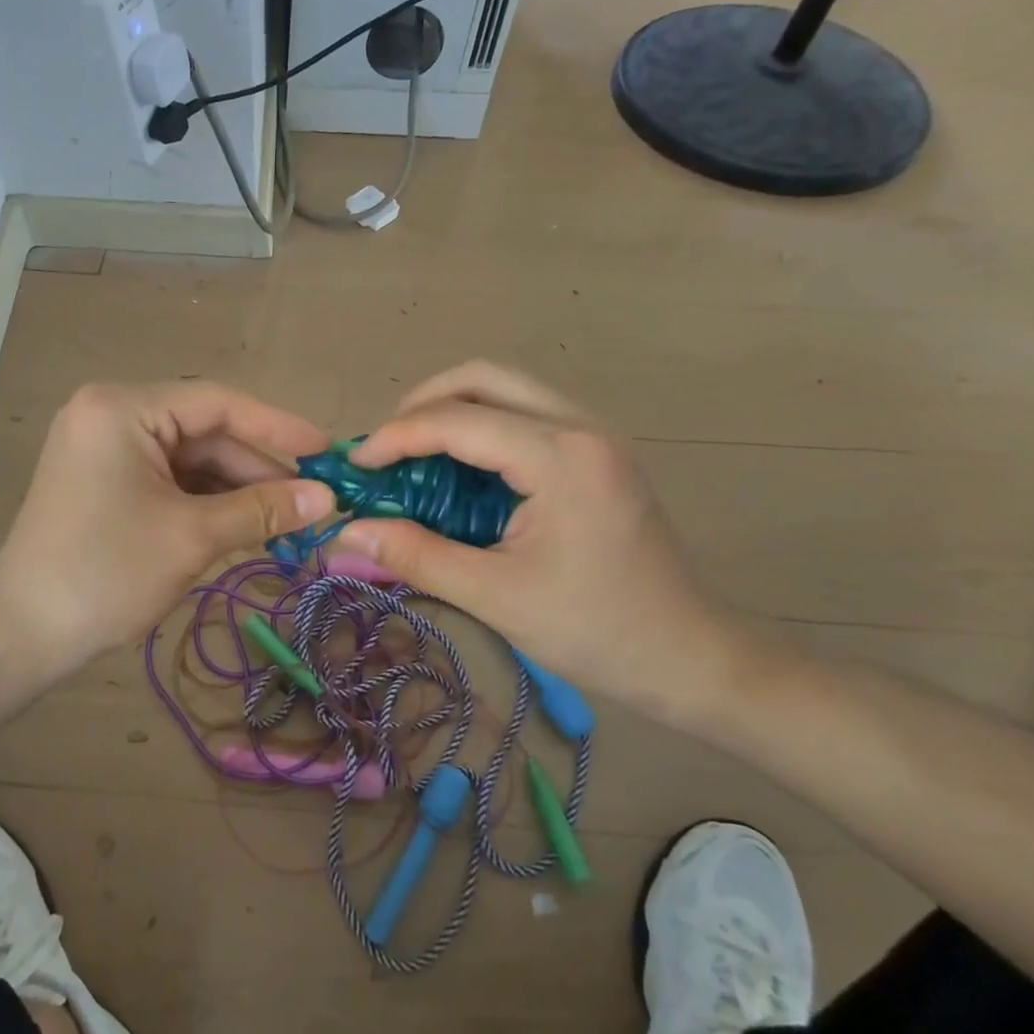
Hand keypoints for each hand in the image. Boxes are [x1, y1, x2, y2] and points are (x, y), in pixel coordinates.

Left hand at [0, 381, 333, 691]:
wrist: (23, 635)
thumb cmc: (106, 574)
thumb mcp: (192, 537)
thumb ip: (263, 510)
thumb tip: (327, 499)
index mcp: (123, 408)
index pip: (217, 402)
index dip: (277, 427)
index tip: (327, 452)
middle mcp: (111, 416)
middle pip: (205, 432)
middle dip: (258, 469)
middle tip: (314, 500)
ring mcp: (105, 449)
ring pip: (191, 460)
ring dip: (237, 490)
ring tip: (289, 520)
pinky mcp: (105, 482)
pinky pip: (170, 481)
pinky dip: (207, 503)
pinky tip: (247, 525)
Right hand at [335, 362, 748, 720]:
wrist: (689, 656)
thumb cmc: (595, 631)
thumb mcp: (495, 596)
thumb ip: (416, 555)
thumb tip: (345, 533)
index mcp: (561, 457)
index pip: (458, 420)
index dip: (396, 437)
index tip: (356, 468)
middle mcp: (581, 427)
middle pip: (484, 378)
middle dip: (422, 404)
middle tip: (386, 450)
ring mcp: (594, 436)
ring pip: (507, 389)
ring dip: (451, 411)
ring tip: (413, 457)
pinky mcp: (596, 453)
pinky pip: (525, 415)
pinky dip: (480, 429)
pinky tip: (459, 472)